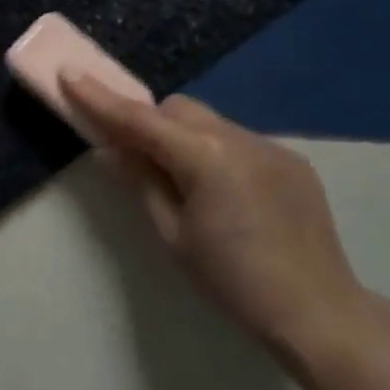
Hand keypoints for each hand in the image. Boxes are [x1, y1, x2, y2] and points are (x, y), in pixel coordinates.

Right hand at [60, 76, 369, 361]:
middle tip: (138, 157)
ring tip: (188, 185)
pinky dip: (218, 153)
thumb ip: (141, 183)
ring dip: (186, 138)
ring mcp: (270, 146)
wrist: (320, 314)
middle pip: (177, 109)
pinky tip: (229, 196)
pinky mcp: (292, 161)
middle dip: (151, 123)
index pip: (139, 119)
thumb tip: (112, 150)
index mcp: (204, 156)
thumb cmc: (234, 282)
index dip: (100, 99)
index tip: (70, 75)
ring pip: (209, 123)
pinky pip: (239, 141)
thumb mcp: (174, 237)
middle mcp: (238, 137)